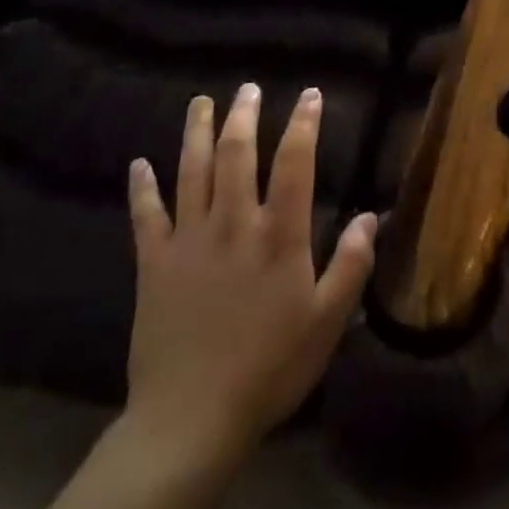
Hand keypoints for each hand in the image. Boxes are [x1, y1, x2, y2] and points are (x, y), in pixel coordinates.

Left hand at [123, 84, 376, 461]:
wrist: (190, 420)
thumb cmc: (270, 369)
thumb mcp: (326, 322)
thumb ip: (351, 265)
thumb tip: (369, 216)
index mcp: (279, 235)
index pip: (295, 163)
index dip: (304, 124)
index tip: (310, 95)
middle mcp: (234, 224)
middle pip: (237, 154)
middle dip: (245, 115)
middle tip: (249, 88)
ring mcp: (190, 240)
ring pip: (192, 172)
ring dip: (197, 133)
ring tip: (201, 103)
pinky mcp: (154, 265)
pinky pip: (146, 216)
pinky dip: (142, 188)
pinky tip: (138, 164)